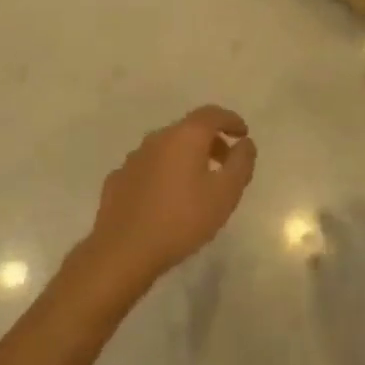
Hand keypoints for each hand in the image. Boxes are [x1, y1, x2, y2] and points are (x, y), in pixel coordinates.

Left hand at [82, 106, 257, 291]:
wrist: (123, 250)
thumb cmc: (181, 220)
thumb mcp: (225, 194)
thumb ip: (241, 164)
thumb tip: (245, 143)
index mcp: (184, 136)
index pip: (211, 114)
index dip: (230, 120)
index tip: (243, 134)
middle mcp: (157, 139)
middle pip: (188, 129)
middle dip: (211, 141)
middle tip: (226, 163)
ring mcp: (133, 158)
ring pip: (167, 148)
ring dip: (186, 157)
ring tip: (199, 183)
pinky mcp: (118, 179)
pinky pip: (149, 167)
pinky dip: (165, 173)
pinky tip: (167, 197)